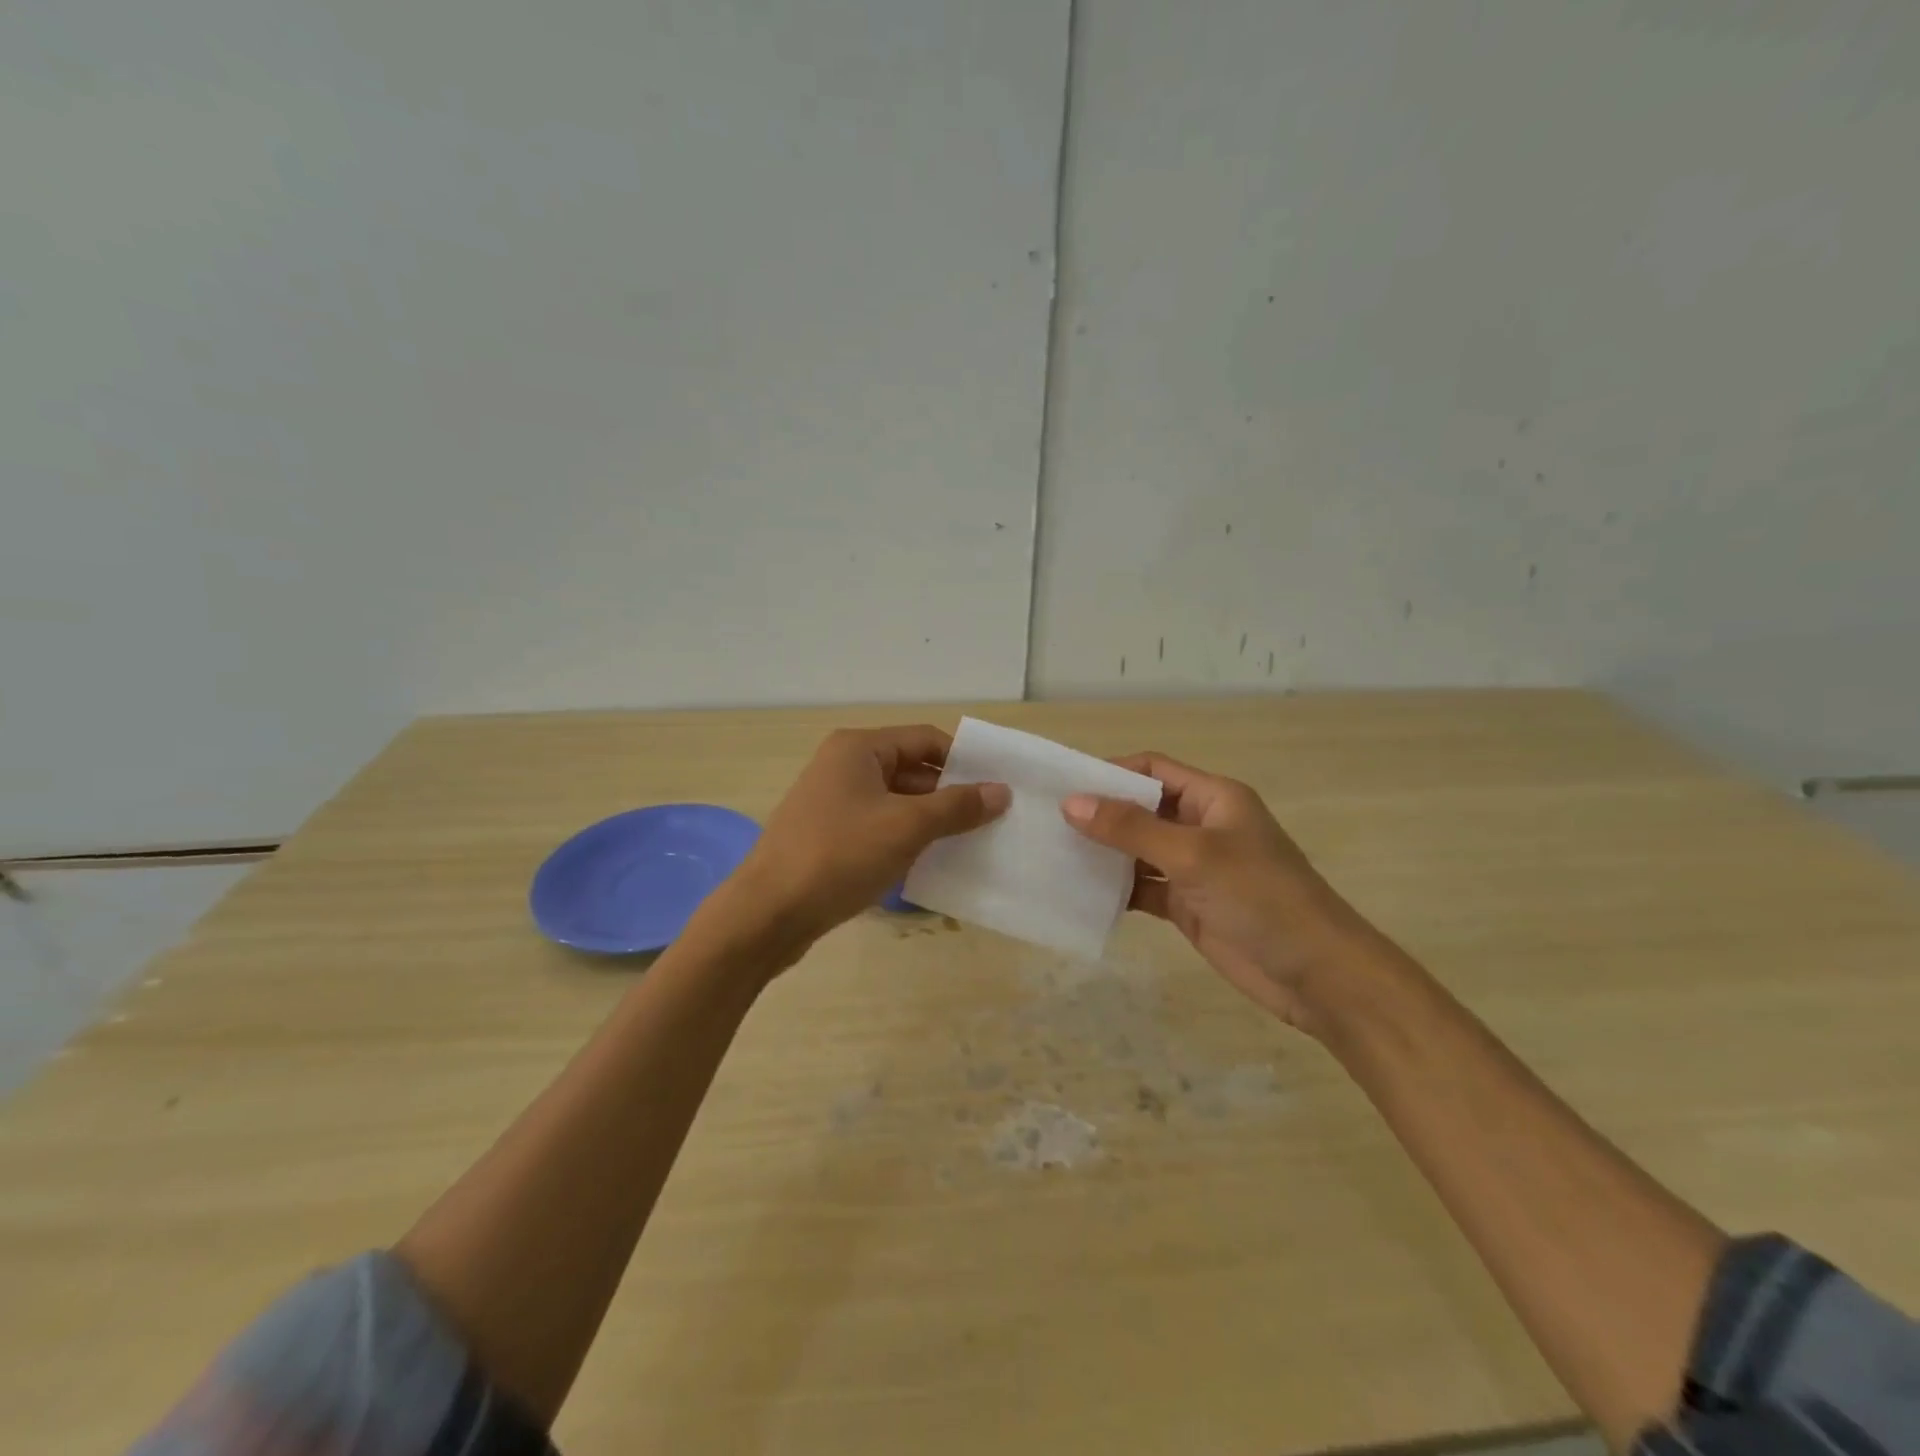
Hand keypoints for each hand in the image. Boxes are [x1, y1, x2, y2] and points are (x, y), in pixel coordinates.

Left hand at [710, 725, 1008, 964]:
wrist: (768, 913)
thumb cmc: (840, 855)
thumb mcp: (907, 827)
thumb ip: (957, 807)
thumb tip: (1001, 791)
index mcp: (859, 748)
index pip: (925, 740)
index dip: (963, 761)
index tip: (996, 788)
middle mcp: (843, 766)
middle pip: (911, 769)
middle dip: (949, 794)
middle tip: (990, 820)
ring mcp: (832, 802)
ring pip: (895, 801)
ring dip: (929, 820)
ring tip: (968, 844)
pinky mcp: (827, 836)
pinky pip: (877, 826)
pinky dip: (904, 839)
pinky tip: (929, 863)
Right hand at [1061, 754, 1372, 1033]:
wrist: (1317, 975)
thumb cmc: (1261, 898)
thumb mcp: (1194, 856)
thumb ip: (1132, 829)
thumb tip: (1071, 803)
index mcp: (1214, 798)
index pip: (1153, 770)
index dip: (1111, 772)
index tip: (1063, 785)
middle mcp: (1202, 826)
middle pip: (1142, 809)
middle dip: (1101, 814)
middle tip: (1046, 821)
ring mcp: (1194, 868)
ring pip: (1139, 850)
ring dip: (1105, 853)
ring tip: (1054, 855)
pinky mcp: (1188, 905)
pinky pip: (1143, 888)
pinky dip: (1117, 889)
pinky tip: (1081, 893)